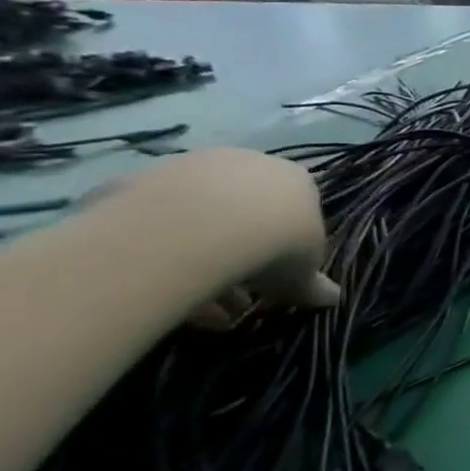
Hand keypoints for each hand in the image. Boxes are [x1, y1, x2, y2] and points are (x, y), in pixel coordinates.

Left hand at [95, 149, 338, 328]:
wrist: (201, 226)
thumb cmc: (276, 243)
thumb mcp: (303, 274)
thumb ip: (313, 284)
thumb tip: (331, 299)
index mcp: (295, 179)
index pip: (297, 209)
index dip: (288, 245)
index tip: (279, 274)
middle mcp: (247, 164)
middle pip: (243, 211)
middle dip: (241, 253)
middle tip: (236, 295)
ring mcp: (190, 167)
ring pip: (196, 218)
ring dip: (199, 259)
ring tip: (198, 306)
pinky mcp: (139, 180)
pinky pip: (151, 223)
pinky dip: (156, 255)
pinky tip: (160, 288)